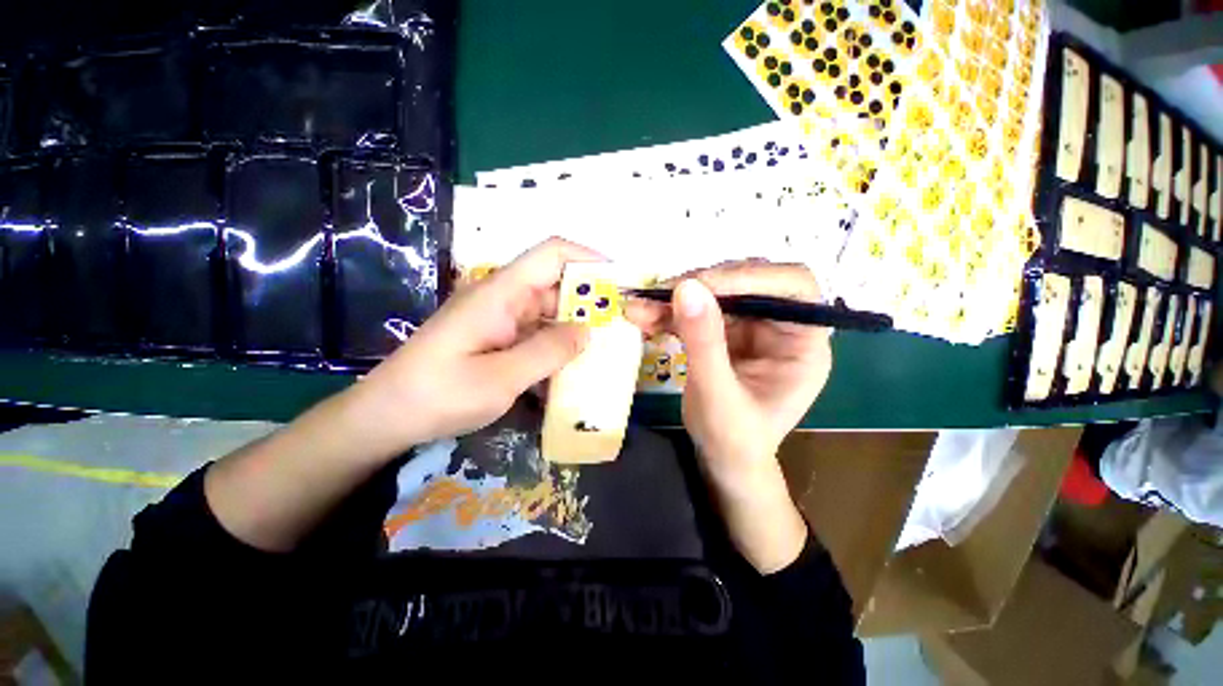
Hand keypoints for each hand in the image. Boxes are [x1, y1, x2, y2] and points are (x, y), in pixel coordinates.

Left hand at [356, 237, 602, 450]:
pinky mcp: (499, 339)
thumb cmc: (438, 394)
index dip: (589, 260)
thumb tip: (587, 331)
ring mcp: (501, 320)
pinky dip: (557, 349)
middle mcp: (504, 299)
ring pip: (551, 314)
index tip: (620, 282)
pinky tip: (570, 373)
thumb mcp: (501, 378)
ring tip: (604, 354)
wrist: (387, 417)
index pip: (552, 254)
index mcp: (501, 293)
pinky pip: (538, 336)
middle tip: (621, 330)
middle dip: (591, 304)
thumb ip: (548, 351)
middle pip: (557, 286)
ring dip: (576, 331)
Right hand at [626, 261, 832, 480]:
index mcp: (802, 344)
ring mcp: (750, 328)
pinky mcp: (724, 332)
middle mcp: (780, 327)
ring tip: (639, 309)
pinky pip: (696, 311)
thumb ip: (704, 343)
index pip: (794, 286)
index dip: (750, 278)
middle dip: (701, 287)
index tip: (701, 286)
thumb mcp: (717, 396)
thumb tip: (687, 287)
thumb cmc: (734, 440)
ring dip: (675, 299)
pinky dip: (668, 313)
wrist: (722, 460)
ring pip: (715, 294)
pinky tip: (642, 317)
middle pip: (747, 283)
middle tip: (660, 295)